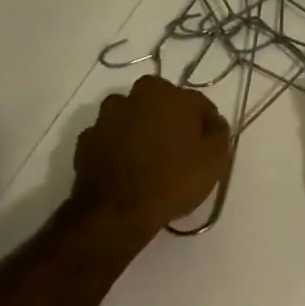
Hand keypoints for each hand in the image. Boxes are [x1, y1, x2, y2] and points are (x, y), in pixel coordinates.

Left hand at [71, 74, 231, 240]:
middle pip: (161, 104)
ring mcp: (106, 117)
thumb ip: (218, 132)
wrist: (116, 212)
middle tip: (178, 150)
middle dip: (170, 120)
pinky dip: (117, 148)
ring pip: (131, 117)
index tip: (208, 145)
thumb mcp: (214, 159)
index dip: (205, 124)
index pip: (197, 103)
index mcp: (168, 93)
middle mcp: (135, 96)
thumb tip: (212, 122)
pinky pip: (109, 138)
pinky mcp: (86, 140)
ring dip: (140, 130)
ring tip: (148, 159)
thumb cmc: (172, 180)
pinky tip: (125, 169)